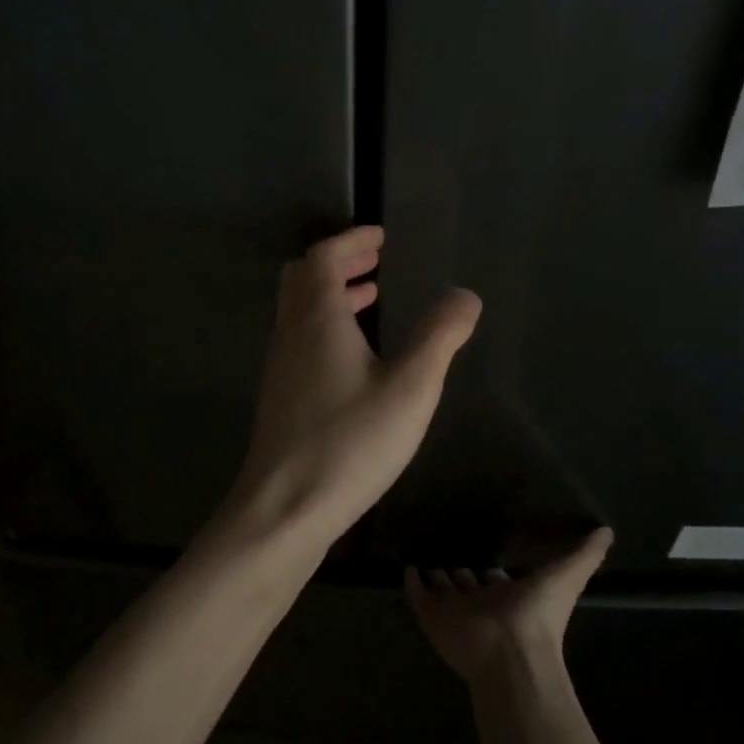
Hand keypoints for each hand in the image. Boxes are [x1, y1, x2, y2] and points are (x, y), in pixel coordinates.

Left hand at [219, 226, 479, 547]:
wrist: (285, 507)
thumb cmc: (351, 442)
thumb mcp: (410, 387)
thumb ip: (440, 337)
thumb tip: (464, 295)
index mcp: (317, 318)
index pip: (323, 257)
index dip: (351, 240)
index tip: (380, 236)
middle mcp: (290, 333)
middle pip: (303, 277)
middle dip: (338, 261)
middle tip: (374, 260)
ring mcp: (279, 365)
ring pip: (298, 310)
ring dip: (330, 294)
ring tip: (370, 297)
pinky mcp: (279, 395)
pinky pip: (299, 339)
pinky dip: (324, 325)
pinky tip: (353, 356)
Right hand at [406, 528, 614, 685]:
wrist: (510, 654)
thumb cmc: (540, 616)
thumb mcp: (568, 577)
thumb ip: (585, 555)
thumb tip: (607, 530)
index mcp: (510, 597)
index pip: (497, 579)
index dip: (492, 568)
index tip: (482, 546)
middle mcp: (481, 604)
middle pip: (467, 584)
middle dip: (460, 570)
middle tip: (446, 549)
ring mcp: (454, 612)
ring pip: (443, 590)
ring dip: (435, 575)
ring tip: (423, 555)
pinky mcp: (431, 616)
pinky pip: (418, 595)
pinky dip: (411, 582)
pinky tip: (406, 567)